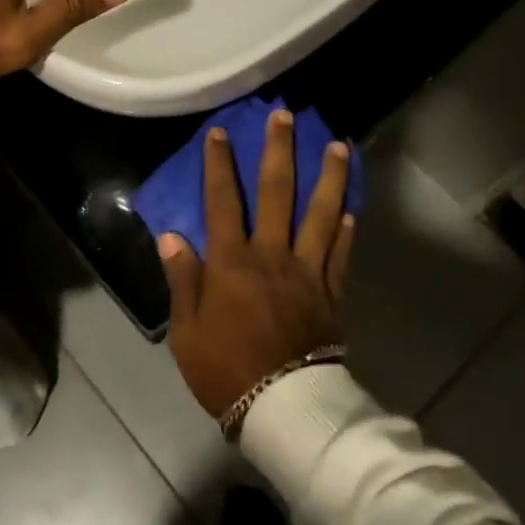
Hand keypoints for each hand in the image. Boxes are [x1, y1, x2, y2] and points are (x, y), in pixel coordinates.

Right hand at [161, 110, 354, 418]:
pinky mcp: (330, 291)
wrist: (283, 408)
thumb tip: (172, 236)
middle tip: (286, 116)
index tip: (220, 132)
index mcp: (231, 262)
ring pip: (321, 213)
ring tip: (339, 146)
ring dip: (329, 177)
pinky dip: (347, 228)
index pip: (222, 201)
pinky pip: (340, 253)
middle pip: (278, 192)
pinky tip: (352, 207)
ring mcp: (307, 270)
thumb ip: (182, 280)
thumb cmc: (225, 370)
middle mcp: (272, 254)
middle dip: (279, 150)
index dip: (219, 164)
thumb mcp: (186, 331)